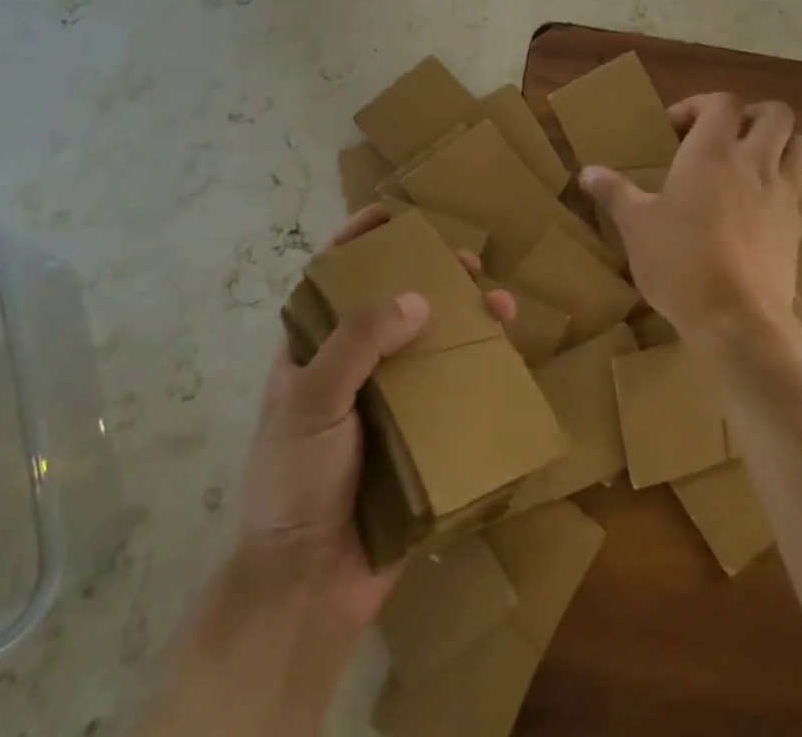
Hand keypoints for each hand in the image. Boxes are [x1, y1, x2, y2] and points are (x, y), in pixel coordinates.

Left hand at [235, 203, 514, 628]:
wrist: (308, 589)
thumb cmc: (294, 483)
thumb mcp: (312, 401)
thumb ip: (358, 342)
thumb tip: (419, 298)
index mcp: (312, 352)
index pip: (332, 280)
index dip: (357, 241)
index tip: (390, 213)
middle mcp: (351, 369)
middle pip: (393, 305)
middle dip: (430, 275)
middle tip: (466, 262)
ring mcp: (388, 404)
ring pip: (432, 345)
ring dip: (467, 320)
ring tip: (501, 305)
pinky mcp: (420, 438)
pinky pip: (453, 393)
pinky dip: (480, 371)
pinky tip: (507, 358)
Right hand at [580, 93, 801, 341]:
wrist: (736, 318)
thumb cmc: (680, 262)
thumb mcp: (636, 225)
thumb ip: (614, 192)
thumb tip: (587, 172)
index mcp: (711, 151)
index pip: (721, 102)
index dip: (699, 106)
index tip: (676, 131)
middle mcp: (754, 161)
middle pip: (775, 113)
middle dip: (752, 116)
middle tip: (724, 138)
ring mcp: (783, 192)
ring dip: (781, 144)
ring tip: (753, 163)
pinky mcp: (800, 225)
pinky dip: (792, 183)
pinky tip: (768, 202)